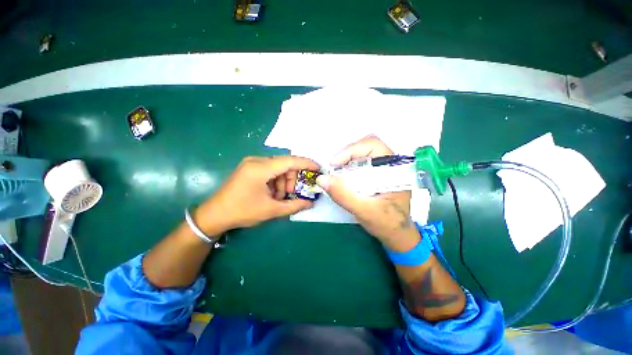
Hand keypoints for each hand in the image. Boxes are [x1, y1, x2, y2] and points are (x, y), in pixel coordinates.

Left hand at [194, 156, 319, 235]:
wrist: (214, 215)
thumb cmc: (242, 211)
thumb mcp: (271, 210)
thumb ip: (294, 206)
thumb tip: (311, 203)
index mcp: (261, 168)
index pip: (290, 161)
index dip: (306, 163)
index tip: (318, 168)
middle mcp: (256, 161)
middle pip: (285, 164)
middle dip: (293, 179)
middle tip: (294, 194)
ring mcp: (252, 163)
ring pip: (278, 168)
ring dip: (284, 182)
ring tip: (280, 197)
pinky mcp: (250, 168)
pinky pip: (270, 171)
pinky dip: (276, 181)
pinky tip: (273, 194)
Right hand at [316, 136, 419, 250]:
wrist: (397, 235)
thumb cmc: (387, 224)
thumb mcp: (365, 211)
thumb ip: (344, 196)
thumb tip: (321, 179)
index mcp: (395, 169)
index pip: (374, 146)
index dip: (352, 150)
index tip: (335, 164)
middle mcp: (390, 165)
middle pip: (366, 147)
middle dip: (347, 155)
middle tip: (333, 169)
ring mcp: (382, 169)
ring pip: (361, 154)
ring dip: (346, 161)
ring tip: (335, 174)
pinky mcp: (376, 175)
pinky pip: (359, 164)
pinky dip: (347, 168)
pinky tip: (342, 179)